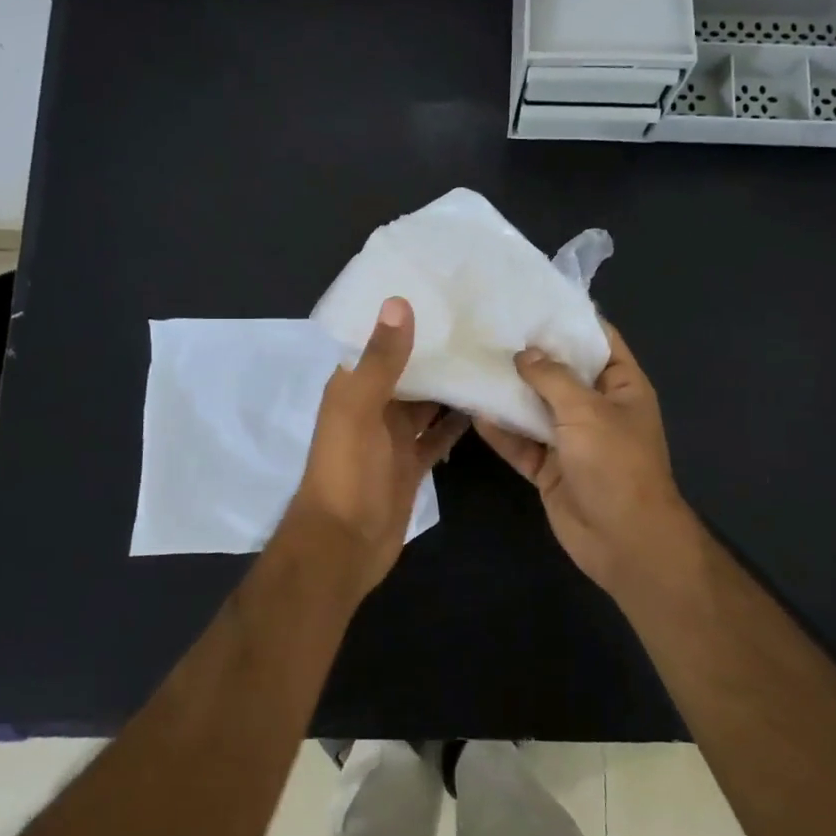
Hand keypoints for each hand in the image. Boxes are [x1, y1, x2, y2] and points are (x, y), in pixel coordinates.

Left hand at [285, 297, 469, 596]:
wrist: (344, 545)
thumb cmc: (346, 471)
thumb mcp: (359, 409)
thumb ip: (380, 359)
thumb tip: (398, 302)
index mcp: (353, 386)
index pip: (378, 341)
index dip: (404, 318)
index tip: (442, 291)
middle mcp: (373, 405)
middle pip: (408, 370)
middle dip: (437, 349)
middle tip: (482, 320)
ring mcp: (394, 436)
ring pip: (427, 401)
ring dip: (452, 383)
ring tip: (491, 354)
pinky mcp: (413, 462)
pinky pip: (439, 435)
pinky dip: (458, 422)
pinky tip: (488, 403)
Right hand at [475, 320, 700, 596]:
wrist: (623, 540)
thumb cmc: (616, 464)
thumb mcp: (587, 411)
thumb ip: (553, 377)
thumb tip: (525, 353)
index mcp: (621, 386)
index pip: (597, 340)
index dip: (569, 318)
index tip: (533, 298)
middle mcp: (596, 408)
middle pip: (561, 372)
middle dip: (529, 353)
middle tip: (490, 326)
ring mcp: (571, 439)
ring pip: (535, 407)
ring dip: (509, 391)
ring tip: (473, 361)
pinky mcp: (548, 467)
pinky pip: (521, 442)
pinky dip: (501, 430)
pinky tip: (473, 409)